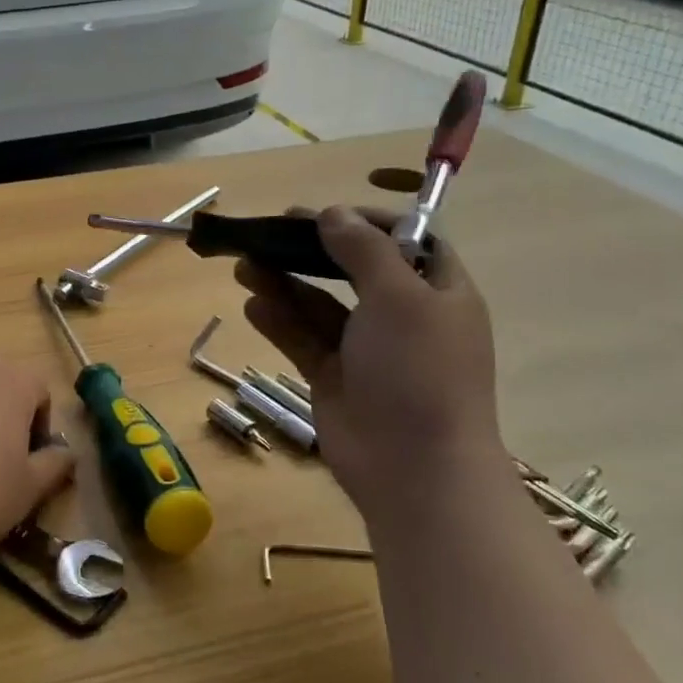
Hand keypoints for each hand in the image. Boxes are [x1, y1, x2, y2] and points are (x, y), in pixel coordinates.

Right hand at [235, 199, 503, 521]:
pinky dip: (279, 322)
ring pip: (320, 306)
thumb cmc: (418, 370)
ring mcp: (367, 351)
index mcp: (437, 292)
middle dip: (312, 251)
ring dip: (285, 284)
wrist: (414, 468)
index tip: (328, 213)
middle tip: (271, 232)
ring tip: (245, 265)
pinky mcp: (335, 378)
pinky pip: (304, 340)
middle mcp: (403, 317)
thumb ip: (364, 250)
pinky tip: (252, 305)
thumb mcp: (399, 296)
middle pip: (354, 271)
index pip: (409, 242)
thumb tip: (334, 214)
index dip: (370, 222)